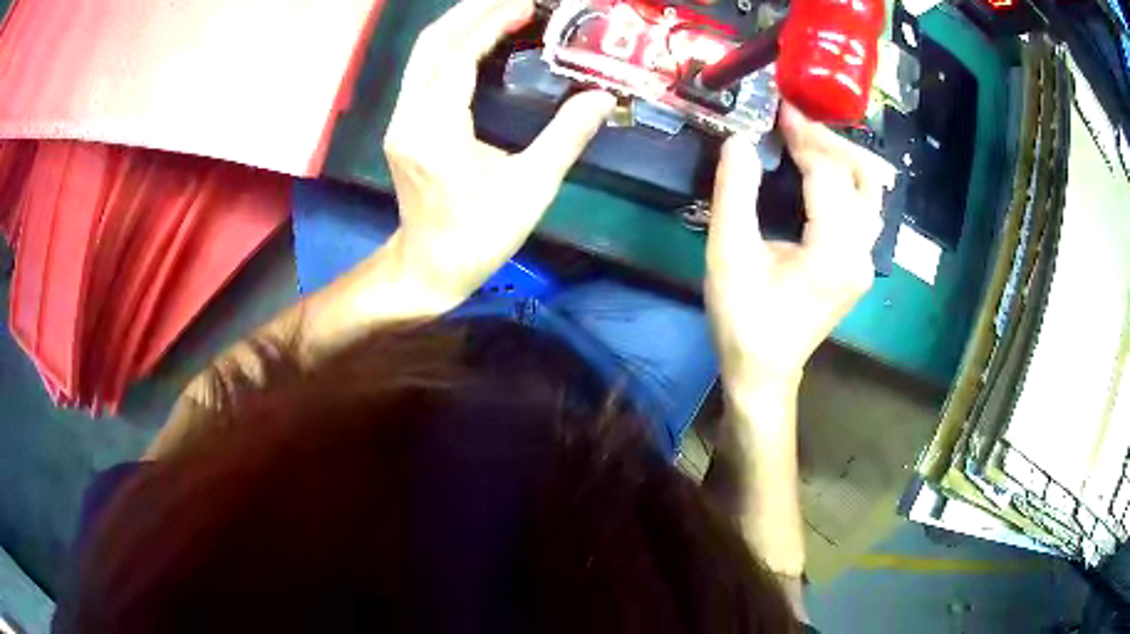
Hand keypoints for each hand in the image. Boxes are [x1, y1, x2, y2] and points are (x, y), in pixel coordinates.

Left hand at [382, 0, 614, 309]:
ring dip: (460, 24)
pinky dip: (452, 46)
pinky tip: (479, 40)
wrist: (428, 268)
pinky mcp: (403, 125)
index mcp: (435, 128)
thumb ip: (566, 137)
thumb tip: (603, 96)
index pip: (459, 55)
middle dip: (472, 12)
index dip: (492, 22)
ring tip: (499, 9)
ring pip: (424, 54)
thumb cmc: (478, 236)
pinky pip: (424, 71)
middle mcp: (408, 115)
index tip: (526, 3)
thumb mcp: (530, 189)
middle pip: (432, 43)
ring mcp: (400, 119)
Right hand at [706, 103, 894, 394]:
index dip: (806, 135)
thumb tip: (740, 140)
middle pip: (865, 178)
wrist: (763, 373)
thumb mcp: (728, 255)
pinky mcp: (857, 266)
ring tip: (806, 143)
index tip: (782, 107)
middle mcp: (861, 254)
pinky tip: (816, 175)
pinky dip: (843, 182)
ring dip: (842, 161)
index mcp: (834, 251)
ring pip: (870, 194)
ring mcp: (864, 262)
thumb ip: (735, 193)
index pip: (830, 174)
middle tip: (794, 125)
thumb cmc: (743, 320)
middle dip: (831, 142)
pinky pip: (862, 210)